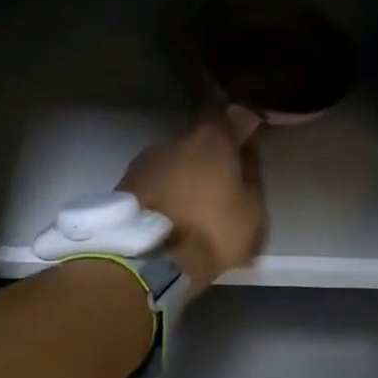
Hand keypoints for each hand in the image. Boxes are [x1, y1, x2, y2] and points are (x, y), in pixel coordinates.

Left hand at [120, 120, 265, 293]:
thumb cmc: (211, 232)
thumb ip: (251, 175)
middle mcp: (176, 138)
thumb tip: (247, 152)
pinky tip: (172, 210)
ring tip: (195, 201)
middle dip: (213, 154)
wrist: (145, 261)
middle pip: (202, 139)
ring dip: (187, 172)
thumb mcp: (252, 211)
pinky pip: (157, 179)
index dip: (245, 126)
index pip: (235, 116)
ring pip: (176, 159)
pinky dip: (167, 189)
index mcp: (212, 139)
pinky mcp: (124, 182)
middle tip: (224, 179)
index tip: (253, 139)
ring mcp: (146, 158)